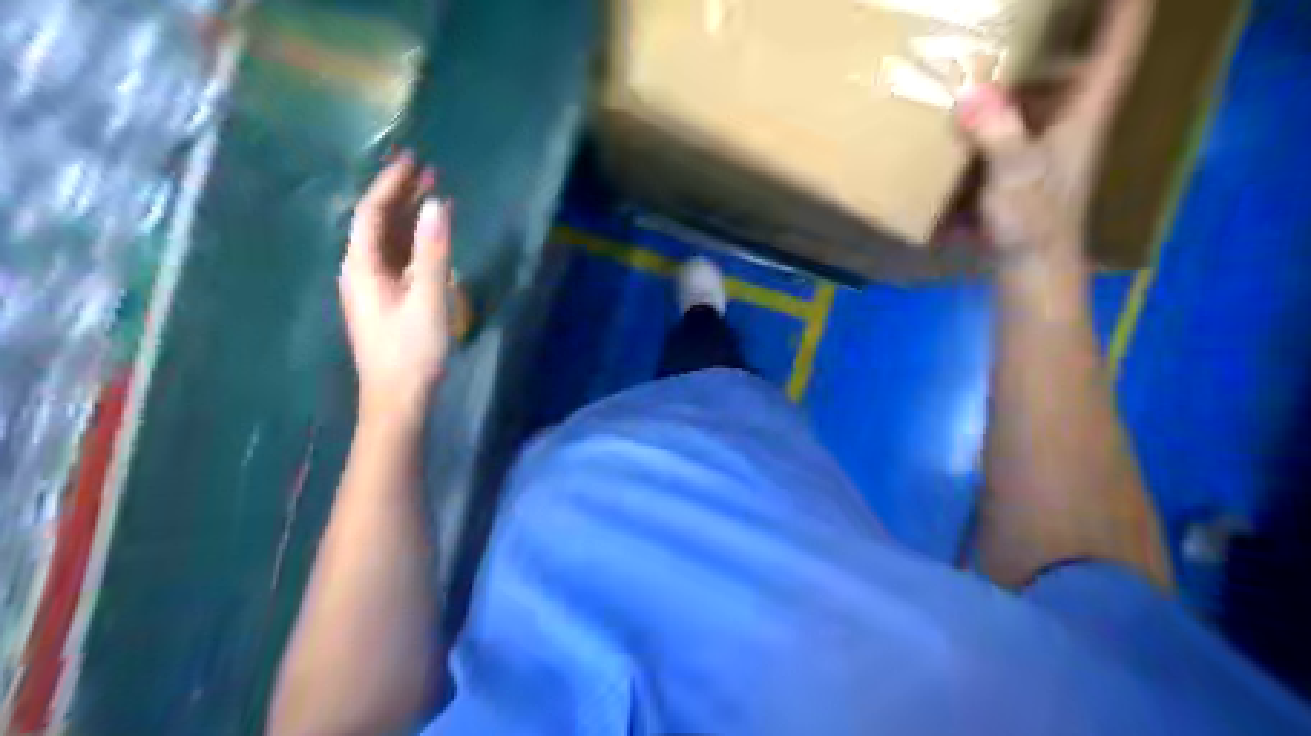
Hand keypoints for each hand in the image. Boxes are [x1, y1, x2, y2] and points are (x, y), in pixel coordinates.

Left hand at [340, 153, 454, 422]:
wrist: (398, 398)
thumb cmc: (412, 350)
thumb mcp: (428, 298)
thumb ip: (433, 251)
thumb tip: (437, 205)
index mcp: (362, 266)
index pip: (372, 213)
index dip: (390, 184)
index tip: (413, 159)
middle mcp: (361, 271)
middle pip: (377, 224)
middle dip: (400, 195)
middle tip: (427, 171)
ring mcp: (373, 288)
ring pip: (388, 242)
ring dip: (408, 217)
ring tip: (432, 196)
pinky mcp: (386, 302)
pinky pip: (397, 260)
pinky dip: (414, 243)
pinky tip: (431, 239)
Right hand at [956, 0, 1154, 271]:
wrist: (1029, 274)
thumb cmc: (1034, 226)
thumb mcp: (1016, 176)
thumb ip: (997, 133)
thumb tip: (970, 94)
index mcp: (1081, 115)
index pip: (1115, 47)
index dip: (1123, 8)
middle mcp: (1067, 124)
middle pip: (1075, 65)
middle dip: (1064, 34)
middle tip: (1031, 15)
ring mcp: (1041, 149)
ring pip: (1038, 98)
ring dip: (1021, 75)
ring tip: (994, 49)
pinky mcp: (1017, 171)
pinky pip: (1007, 130)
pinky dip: (991, 117)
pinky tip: (963, 115)